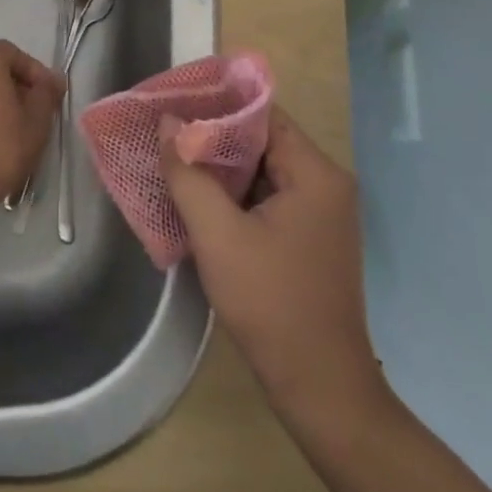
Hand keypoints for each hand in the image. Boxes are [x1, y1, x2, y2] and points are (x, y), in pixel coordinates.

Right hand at [162, 107, 385, 420]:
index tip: (175, 103)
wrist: (320, 389)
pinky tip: (198, 199)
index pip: (263, 115)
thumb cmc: (271, 304)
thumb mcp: (219, 236)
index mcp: (315, 173)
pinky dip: (235, 196)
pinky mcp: (309, 238)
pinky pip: (268, 199)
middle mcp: (325, 184)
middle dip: (213, 137)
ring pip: (262, 172)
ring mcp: (320, 213)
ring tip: (173, 159)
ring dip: (221, 169)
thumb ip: (189, 174)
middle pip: (263, 141)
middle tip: (166, 132)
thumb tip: (168, 124)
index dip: (218, 105)